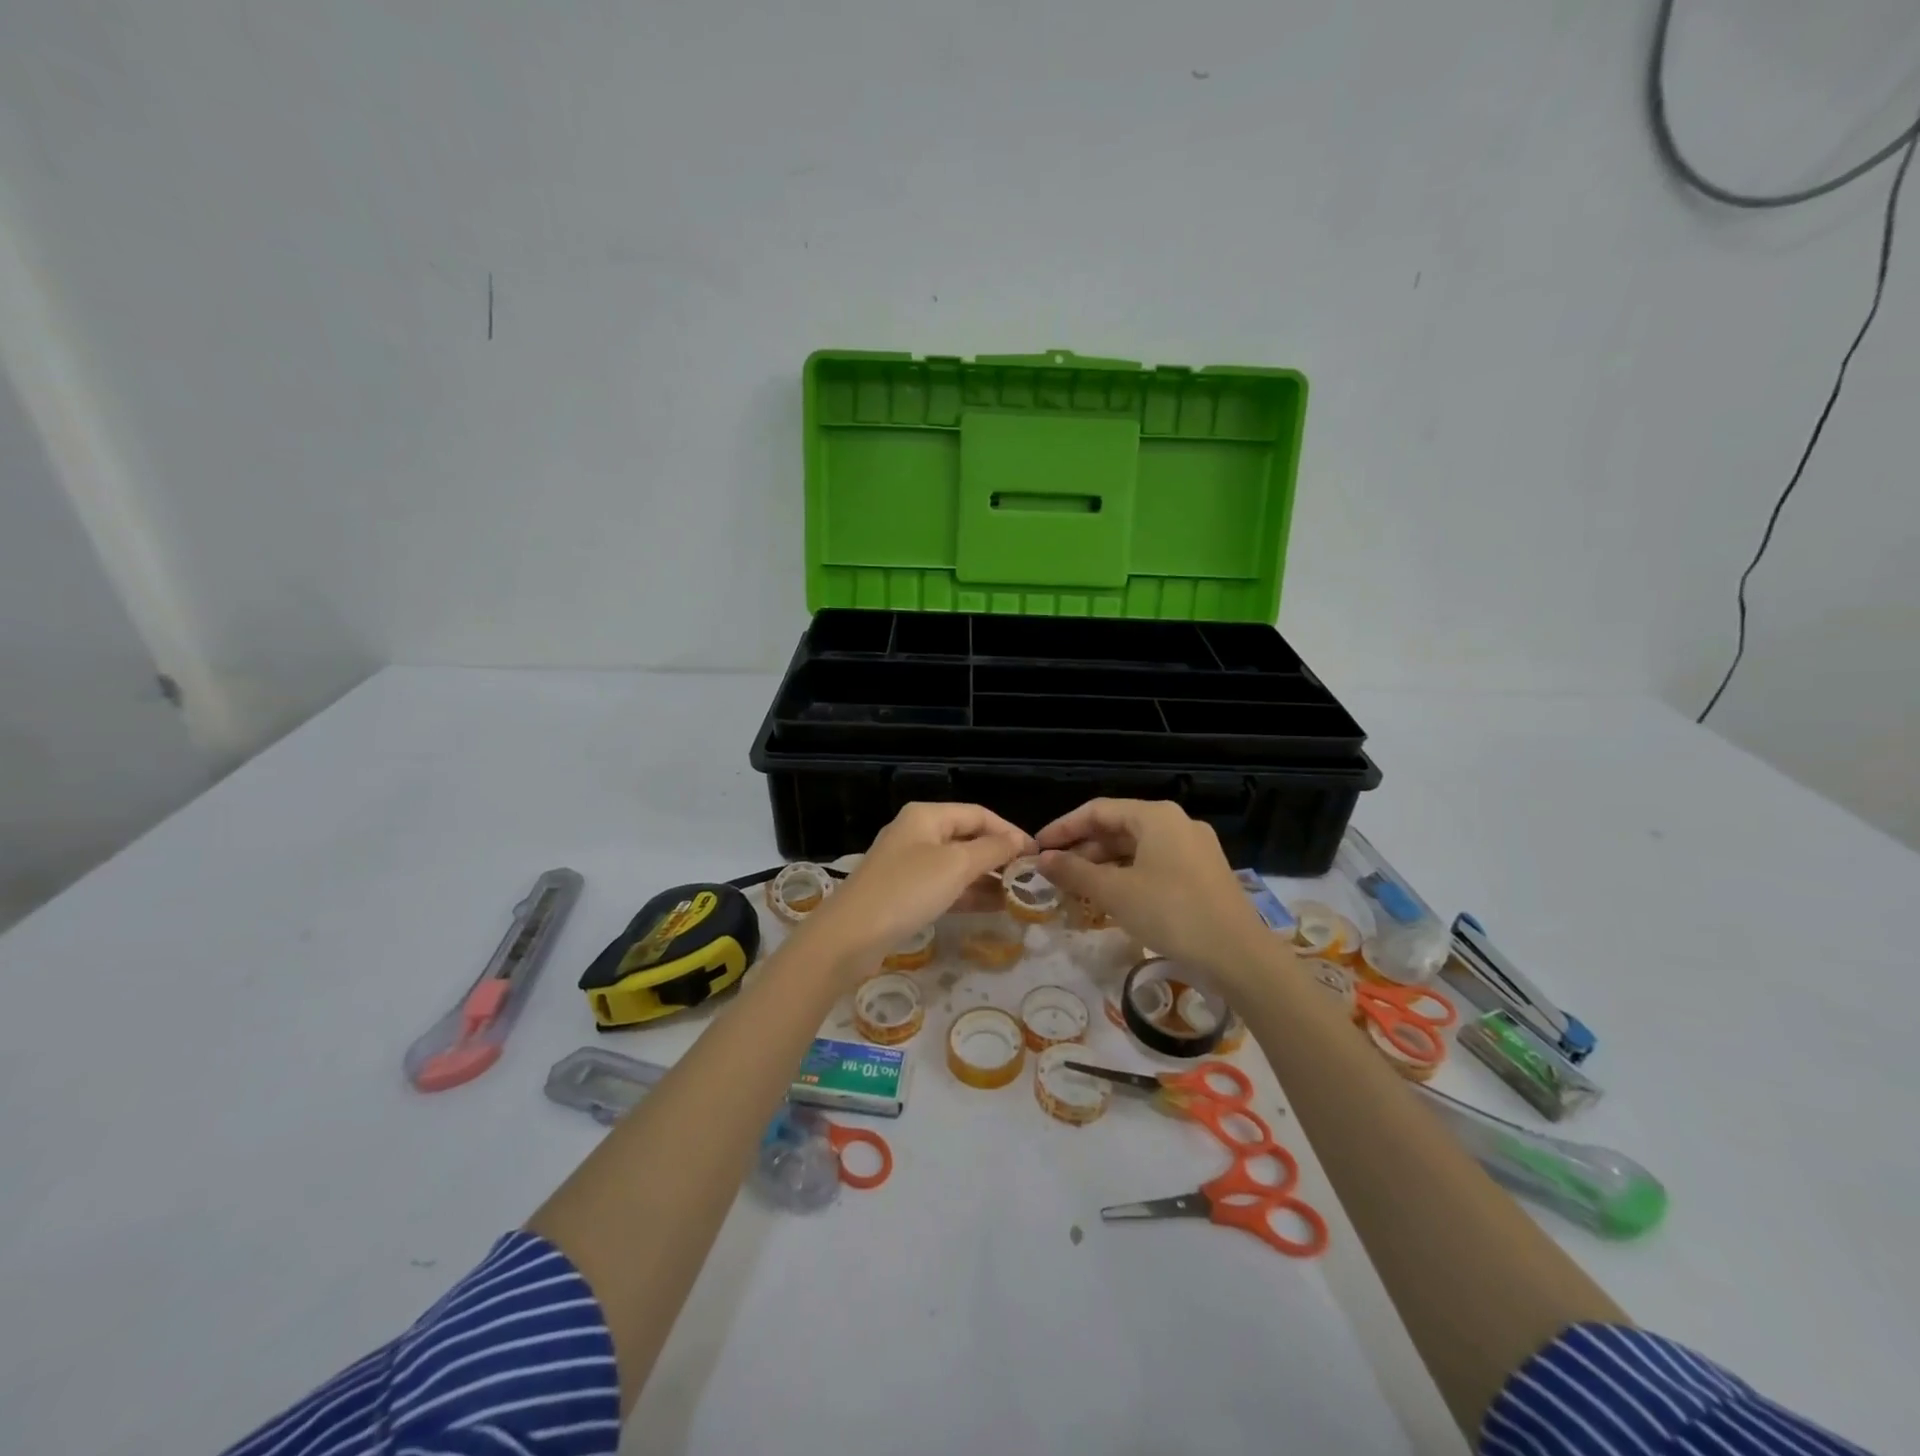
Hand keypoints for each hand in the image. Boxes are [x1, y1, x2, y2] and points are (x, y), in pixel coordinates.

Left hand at [796, 803, 1033, 977]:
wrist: (851, 936)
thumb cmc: (907, 890)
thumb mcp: (956, 865)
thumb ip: (992, 850)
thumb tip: (1019, 841)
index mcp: (926, 815)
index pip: (978, 814)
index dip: (1009, 831)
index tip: (1035, 854)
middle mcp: (917, 833)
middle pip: (967, 837)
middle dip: (999, 856)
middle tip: (1030, 878)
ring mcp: (908, 864)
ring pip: (957, 864)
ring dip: (987, 877)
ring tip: (1019, 896)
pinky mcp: (904, 893)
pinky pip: (944, 886)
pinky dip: (968, 893)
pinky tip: (993, 907)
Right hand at [1036, 799, 1270, 984]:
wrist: (1239, 955)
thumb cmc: (1171, 912)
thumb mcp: (1115, 892)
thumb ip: (1074, 872)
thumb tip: (1042, 860)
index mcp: (1155, 816)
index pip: (1097, 810)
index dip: (1063, 828)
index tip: (1038, 848)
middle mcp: (1177, 822)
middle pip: (1118, 827)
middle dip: (1083, 848)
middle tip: (1055, 871)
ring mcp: (1194, 847)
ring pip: (1137, 847)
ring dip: (1104, 864)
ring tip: (1078, 887)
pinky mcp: (1204, 872)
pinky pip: (1155, 863)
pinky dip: (1129, 875)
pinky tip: (1113, 897)